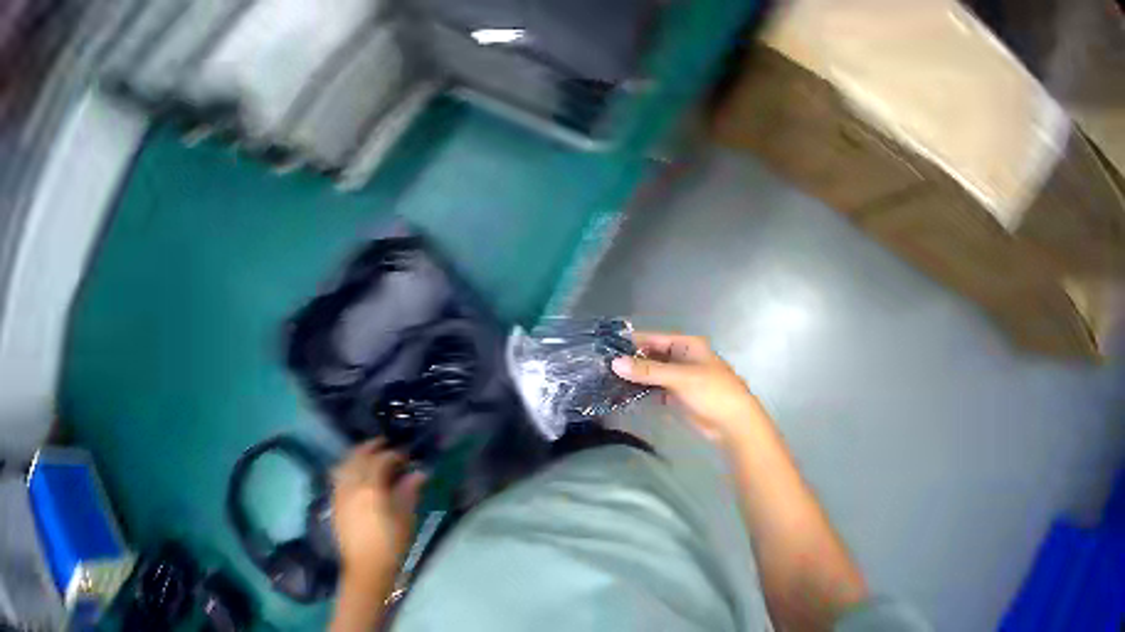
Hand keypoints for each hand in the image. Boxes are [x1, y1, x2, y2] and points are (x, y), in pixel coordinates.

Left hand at [331, 441, 425, 587]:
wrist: (366, 567)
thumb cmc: (391, 544)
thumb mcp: (405, 518)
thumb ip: (409, 491)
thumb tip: (419, 472)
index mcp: (371, 487)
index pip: (381, 460)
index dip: (395, 455)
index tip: (406, 457)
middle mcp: (351, 484)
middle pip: (358, 456)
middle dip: (371, 448)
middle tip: (384, 445)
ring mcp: (340, 492)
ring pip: (344, 463)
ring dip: (356, 455)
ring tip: (368, 455)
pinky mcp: (334, 502)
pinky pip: (338, 475)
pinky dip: (346, 467)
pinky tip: (354, 473)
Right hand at [612, 332, 764, 448]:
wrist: (732, 423)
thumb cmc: (711, 392)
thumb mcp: (680, 378)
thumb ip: (647, 371)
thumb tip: (614, 363)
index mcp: (687, 345)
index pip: (654, 338)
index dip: (631, 343)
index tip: (605, 348)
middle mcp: (682, 358)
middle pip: (651, 356)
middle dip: (630, 361)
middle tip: (601, 366)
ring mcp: (679, 378)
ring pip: (651, 374)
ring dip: (634, 377)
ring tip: (605, 380)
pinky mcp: (676, 396)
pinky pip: (654, 389)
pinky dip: (641, 391)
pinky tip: (622, 394)